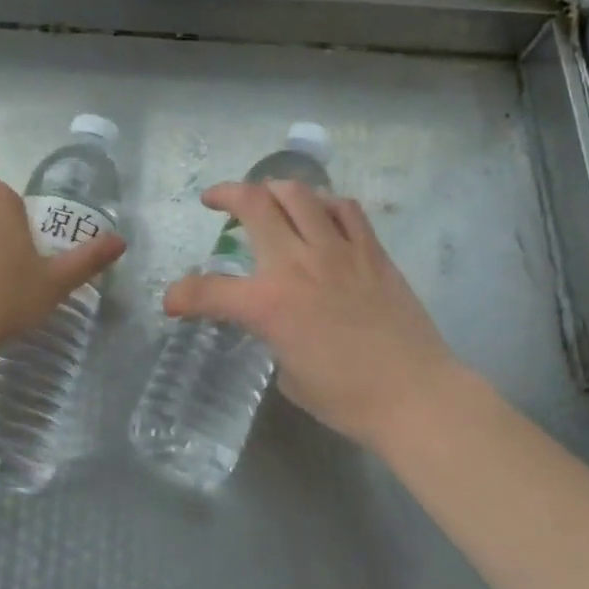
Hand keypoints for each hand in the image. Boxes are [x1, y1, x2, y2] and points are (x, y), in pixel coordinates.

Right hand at [163, 181, 465, 452]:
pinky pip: (345, 209)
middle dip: (226, 195)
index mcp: (269, 304)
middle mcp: (298, 265)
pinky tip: (320, 214)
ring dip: (273, 189)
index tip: (174, 302)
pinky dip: (324, 204)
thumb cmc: (347, 399)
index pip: (209, 291)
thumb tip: (278, 324)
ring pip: (299, 194)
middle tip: (215, 201)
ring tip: (267, 199)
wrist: (414, 395)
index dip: (182, 295)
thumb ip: (273, 338)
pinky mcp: (372, 252)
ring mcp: (339, 251)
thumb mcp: (289, 375)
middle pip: (254, 204)